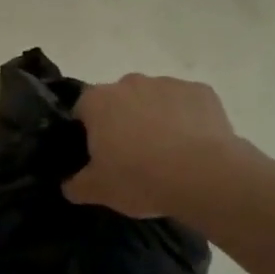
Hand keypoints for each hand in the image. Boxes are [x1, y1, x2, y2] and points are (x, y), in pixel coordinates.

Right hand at [63, 74, 247, 219]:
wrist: (205, 176)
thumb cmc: (140, 178)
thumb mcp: (98, 191)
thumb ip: (76, 185)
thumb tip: (69, 185)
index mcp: (98, 101)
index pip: (83, 110)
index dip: (89, 132)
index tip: (99, 154)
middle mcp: (130, 83)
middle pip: (119, 101)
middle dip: (123, 121)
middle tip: (133, 156)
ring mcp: (168, 84)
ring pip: (154, 100)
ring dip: (156, 118)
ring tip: (168, 154)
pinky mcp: (201, 92)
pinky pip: (187, 104)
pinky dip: (187, 119)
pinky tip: (194, 147)